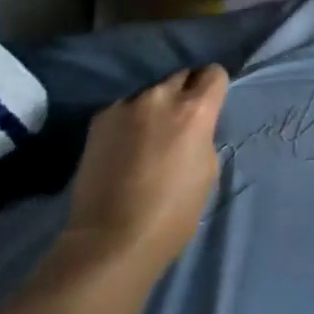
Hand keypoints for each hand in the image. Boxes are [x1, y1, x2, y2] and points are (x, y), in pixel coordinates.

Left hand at [60, 65, 228, 274]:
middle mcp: (161, 96)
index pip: (213, 73)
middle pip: (181, 76)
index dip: (214, 88)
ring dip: (154, 106)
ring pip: (150, 92)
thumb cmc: (172, 214)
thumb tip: (193, 127)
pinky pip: (124, 107)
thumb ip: (203, 135)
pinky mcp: (100, 118)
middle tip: (178, 122)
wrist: (110, 240)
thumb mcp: (207, 171)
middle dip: (184, 93)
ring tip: (146, 135)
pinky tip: (122, 146)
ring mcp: (126, 104)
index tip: (210, 104)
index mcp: (195, 110)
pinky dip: (128, 119)